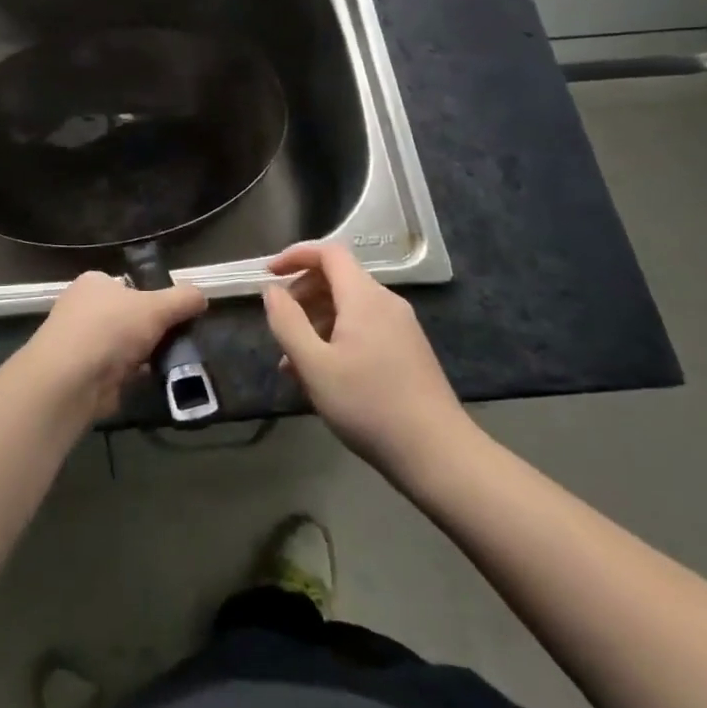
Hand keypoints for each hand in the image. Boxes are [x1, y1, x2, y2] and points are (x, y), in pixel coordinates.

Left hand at [21, 271, 206, 420]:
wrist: (71, 379)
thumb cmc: (111, 328)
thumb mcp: (157, 306)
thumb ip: (183, 299)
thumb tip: (202, 296)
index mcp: (94, 282)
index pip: (130, 285)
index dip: (153, 298)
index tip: (176, 315)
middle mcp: (83, 308)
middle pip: (128, 317)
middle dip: (151, 330)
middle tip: (179, 341)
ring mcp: (80, 342)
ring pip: (124, 345)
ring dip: (144, 355)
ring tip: (173, 363)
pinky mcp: (82, 373)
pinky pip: (118, 371)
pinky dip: (135, 376)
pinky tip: (154, 381)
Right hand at [263, 241, 475, 477]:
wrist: (438, 454)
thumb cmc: (368, 405)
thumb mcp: (314, 366)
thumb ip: (287, 322)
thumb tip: (272, 290)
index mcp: (364, 297)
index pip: (328, 253)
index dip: (295, 255)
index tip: (268, 274)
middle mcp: (386, 303)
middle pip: (338, 278)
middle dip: (303, 293)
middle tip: (280, 325)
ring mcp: (402, 327)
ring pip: (349, 307)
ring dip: (317, 322)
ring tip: (294, 362)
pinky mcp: (408, 351)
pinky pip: (364, 328)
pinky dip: (337, 337)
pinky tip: (325, 375)